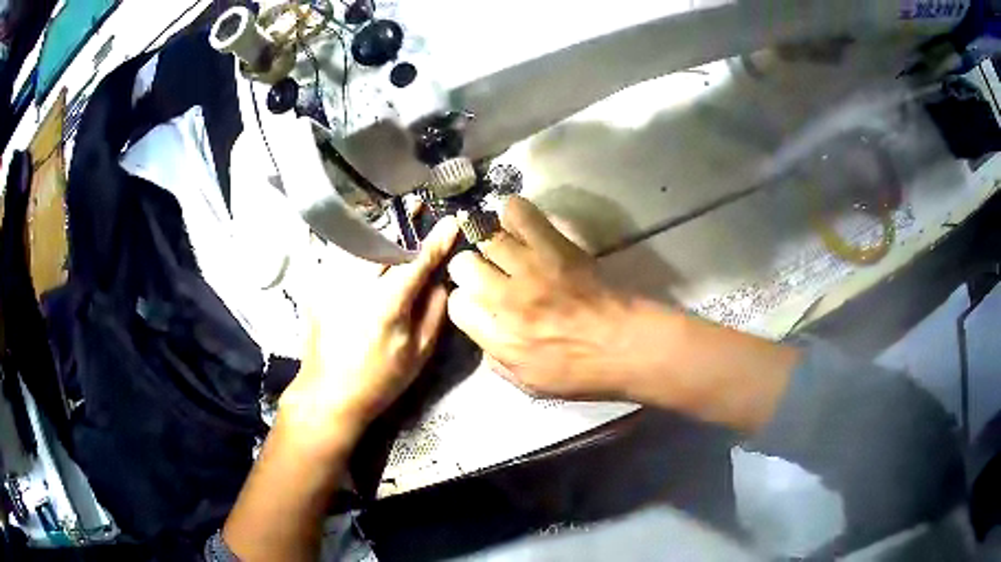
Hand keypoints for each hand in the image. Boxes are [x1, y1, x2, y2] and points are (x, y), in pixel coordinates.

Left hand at [278, 217, 459, 449]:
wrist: (328, 393)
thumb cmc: (379, 379)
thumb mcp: (418, 354)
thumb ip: (434, 312)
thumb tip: (440, 280)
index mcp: (387, 303)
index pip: (417, 261)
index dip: (437, 240)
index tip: (451, 221)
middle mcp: (357, 284)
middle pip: (384, 241)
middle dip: (403, 220)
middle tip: (417, 205)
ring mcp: (332, 282)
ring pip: (357, 240)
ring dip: (376, 224)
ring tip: (389, 212)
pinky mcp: (316, 286)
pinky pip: (334, 252)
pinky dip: (349, 239)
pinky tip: (356, 233)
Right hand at [447, 197, 639, 399]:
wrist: (626, 344)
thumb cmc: (582, 371)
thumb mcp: (531, 385)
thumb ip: (498, 362)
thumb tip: (483, 339)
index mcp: (499, 338)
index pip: (458, 305)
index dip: (467, 302)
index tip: (481, 302)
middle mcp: (506, 300)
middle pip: (464, 266)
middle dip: (471, 269)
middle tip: (491, 272)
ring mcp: (530, 269)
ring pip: (487, 238)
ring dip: (491, 242)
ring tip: (505, 247)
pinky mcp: (554, 246)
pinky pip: (520, 214)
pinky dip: (514, 212)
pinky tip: (518, 223)